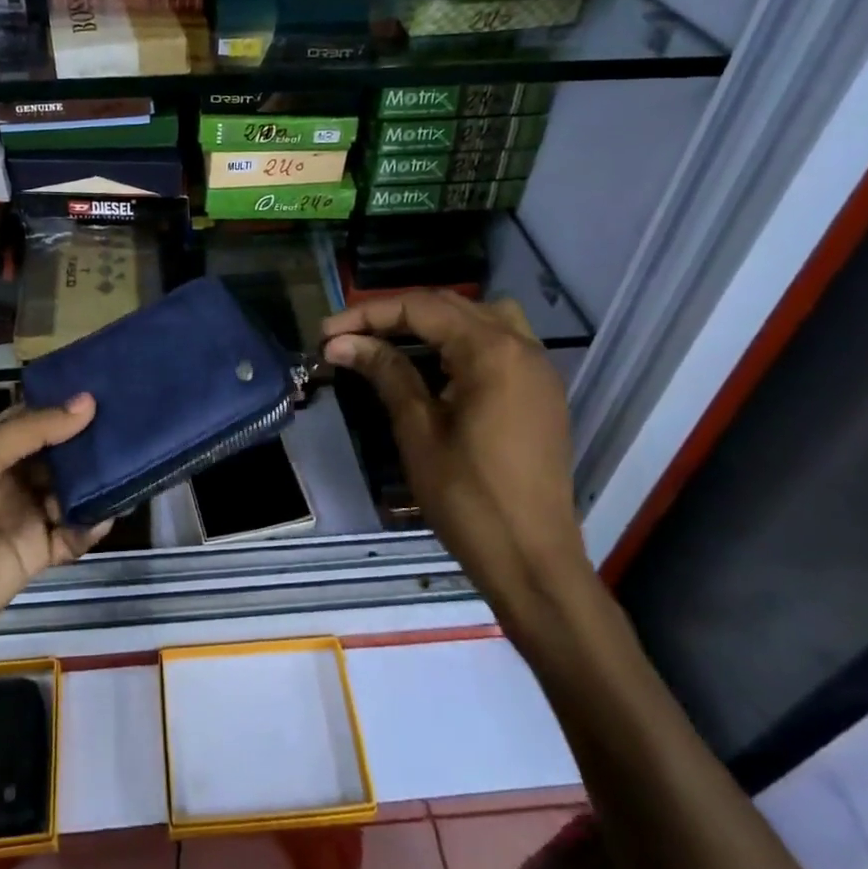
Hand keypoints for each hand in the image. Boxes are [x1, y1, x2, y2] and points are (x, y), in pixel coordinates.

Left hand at [0, 396, 112, 673]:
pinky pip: (72, 533)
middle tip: (131, 428)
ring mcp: (23, 515)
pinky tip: (106, 516)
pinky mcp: (36, 553)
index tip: (109, 389)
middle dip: (88, 442)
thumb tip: (88, 402)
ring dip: (95, 482)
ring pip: (70, 490)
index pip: (33, 417)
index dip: (66, 405)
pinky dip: (91, 525)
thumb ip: (31, 431)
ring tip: (130, 469)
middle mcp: (7, 476)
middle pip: (57, 453)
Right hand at [321, 292, 592, 638]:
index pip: (422, 308)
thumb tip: (341, 342)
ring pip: (480, 317)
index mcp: (492, 352)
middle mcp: (522, 347)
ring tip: (392, 341)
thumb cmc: (469, 498)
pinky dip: (462, 341)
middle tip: (349, 335)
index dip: (369, 314)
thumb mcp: (418, 431)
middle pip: (450, 305)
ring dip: (433, 321)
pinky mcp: (541, 393)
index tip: (326, 333)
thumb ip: (386, 373)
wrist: (533, 563)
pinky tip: (434, 366)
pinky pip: (500, 343)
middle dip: (395, 315)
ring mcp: (538, 369)